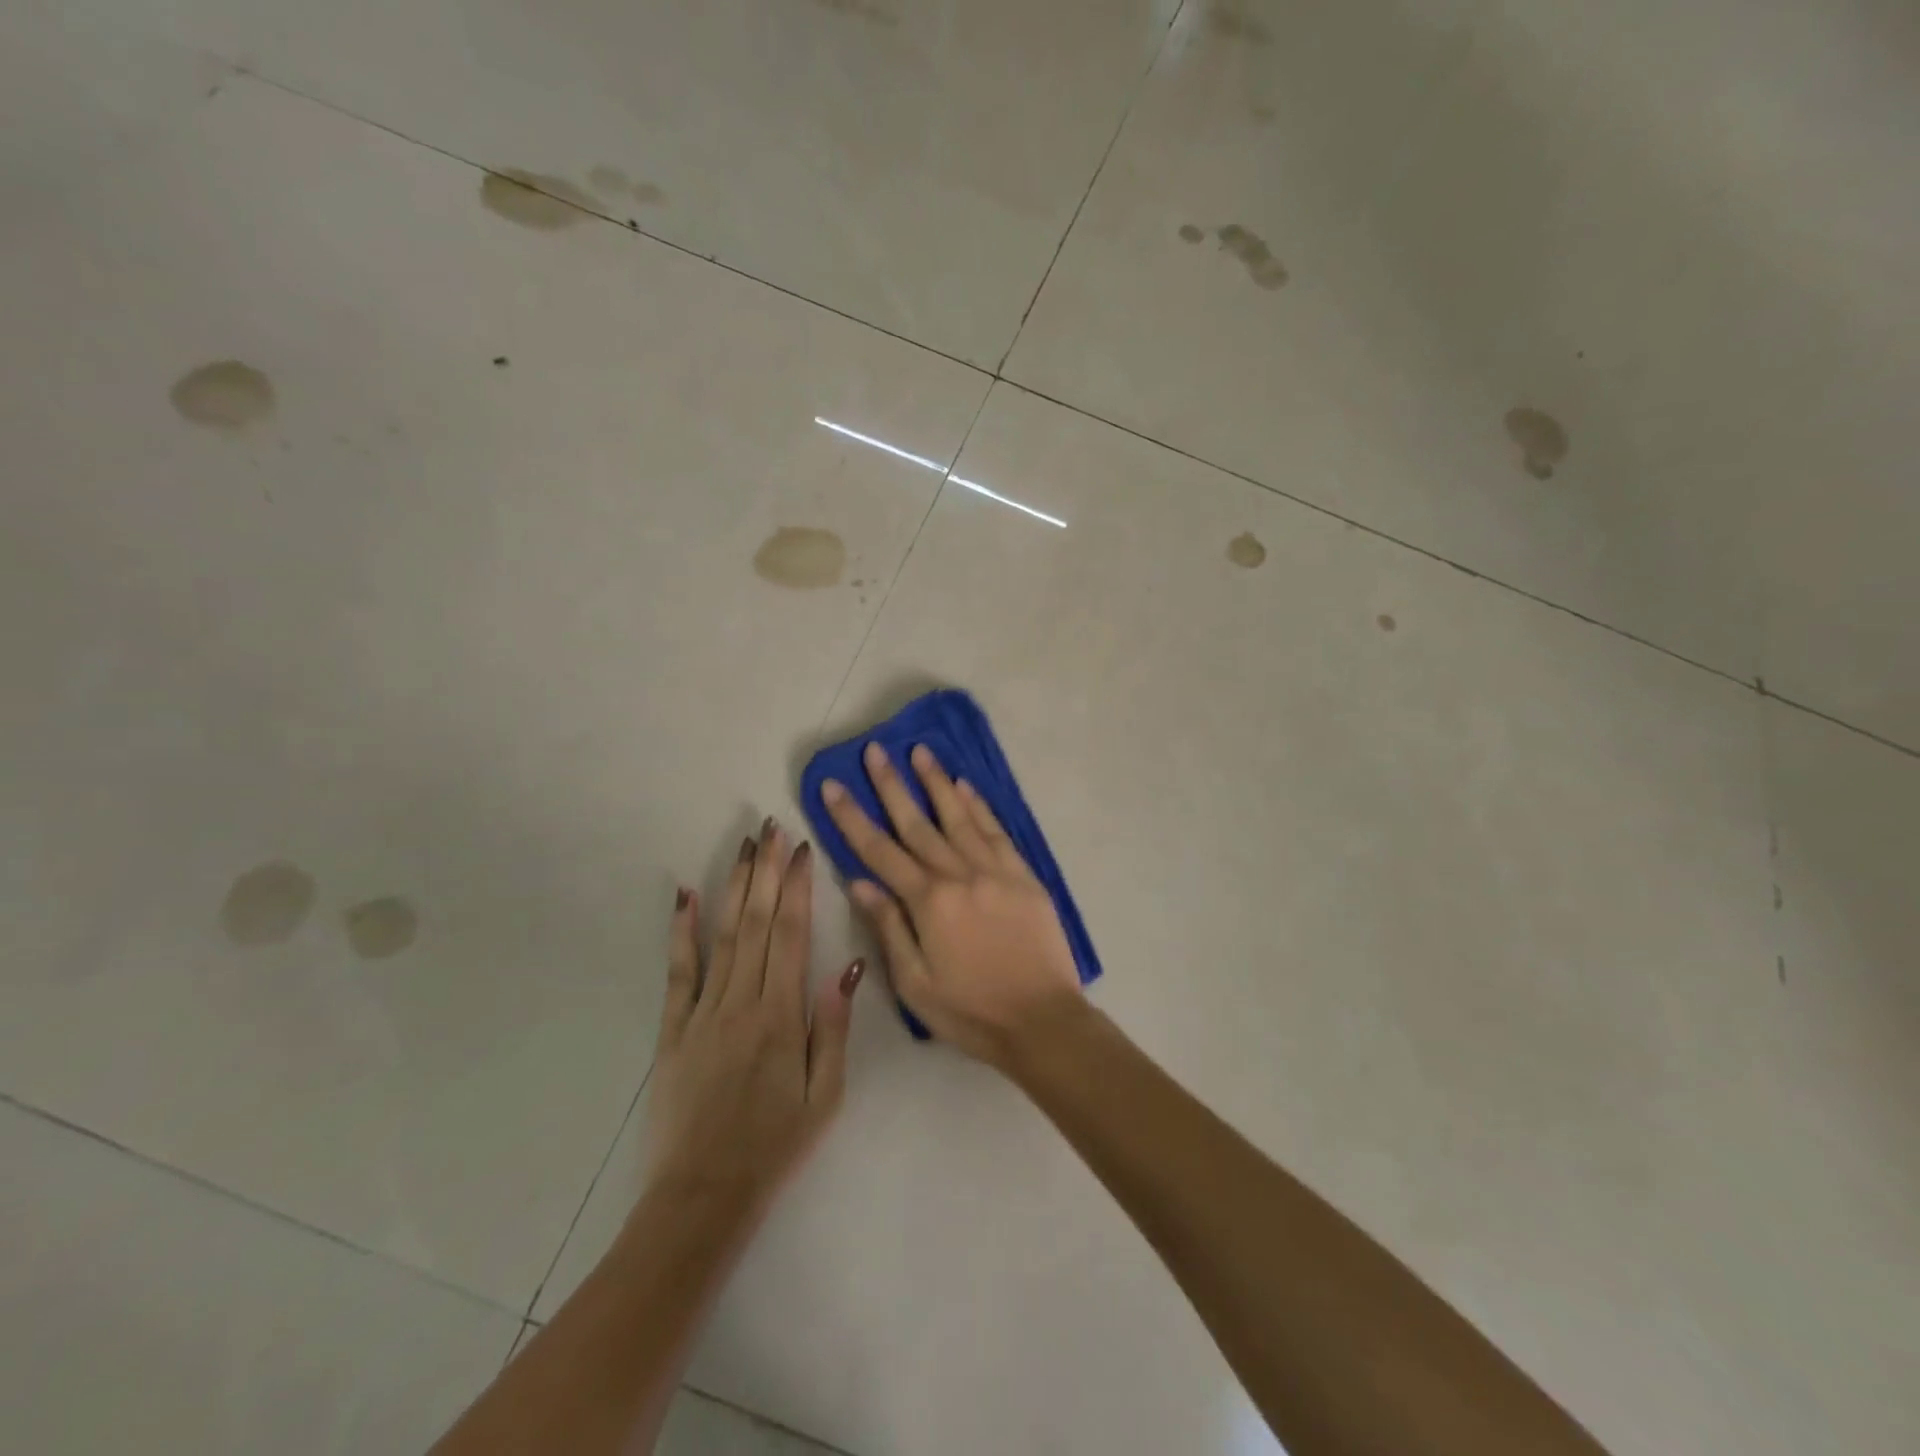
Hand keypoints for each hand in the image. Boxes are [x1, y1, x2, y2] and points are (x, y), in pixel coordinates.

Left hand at [643, 818, 862, 1226]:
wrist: (702, 1195)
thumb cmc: (776, 1144)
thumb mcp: (826, 1094)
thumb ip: (834, 1026)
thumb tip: (848, 965)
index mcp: (781, 1015)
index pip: (791, 933)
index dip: (797, 886)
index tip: (801, 849)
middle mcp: (741, 1001)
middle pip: (755, 921)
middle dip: (766, 870)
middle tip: (771, 828)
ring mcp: (702, 1011)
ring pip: (722, 935)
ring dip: (733, 886)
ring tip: (744, 846)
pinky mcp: (673, 1029)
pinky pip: (678, 971)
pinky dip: (680, 930)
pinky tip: (684, 895)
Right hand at [819, 742, 1083, 1070]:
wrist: (1043, 1021)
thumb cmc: (971, 1012)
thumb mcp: (915, 984)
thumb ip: (889, 927)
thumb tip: (860, 882)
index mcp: (928, 903)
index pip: (879, 851)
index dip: (852, 817)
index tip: (832, 785)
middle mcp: (960, 875)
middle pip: (917, 823)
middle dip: (891, 785)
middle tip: (875, 750)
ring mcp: (996, 871)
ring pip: (959, 817)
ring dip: (937, 782)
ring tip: (920, 751)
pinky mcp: (1024, 876)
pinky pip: (997, 831)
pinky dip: (979, 807)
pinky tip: (966, 786)